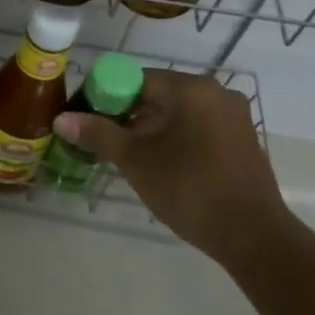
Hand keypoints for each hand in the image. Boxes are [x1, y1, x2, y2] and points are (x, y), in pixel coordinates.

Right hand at [52, 70, 286, 264]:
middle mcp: (215, 91)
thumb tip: (61, 119)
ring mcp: (233, 115)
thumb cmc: (189, 189)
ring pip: (176, 112)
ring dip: (148, 128)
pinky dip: (173, 137)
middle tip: (101, 140)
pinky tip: (160, 163)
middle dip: (125, 114)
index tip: (84, 119)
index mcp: (190, 88)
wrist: (252, 236)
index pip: (134, 78)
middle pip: (156, 93)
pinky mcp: (241, 138)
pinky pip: (196, 126)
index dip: (103, 96)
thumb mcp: (136, 161)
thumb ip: (98, 134)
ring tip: (126, 156)